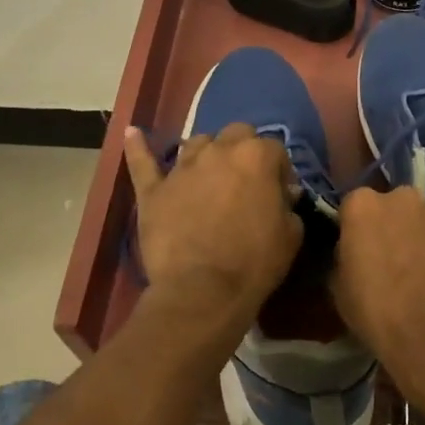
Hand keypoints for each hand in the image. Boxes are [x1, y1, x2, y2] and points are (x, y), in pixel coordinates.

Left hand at [124, 124, 300, 332]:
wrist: (203, 290)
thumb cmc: (254, 262)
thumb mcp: (291, 234)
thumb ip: (287, 205)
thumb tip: (280, 195)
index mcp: (257, 157)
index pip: (275, 148)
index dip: (280, 170)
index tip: (279, 192)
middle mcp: (219, 151)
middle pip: (236, 133)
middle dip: (244, 150)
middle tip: (246, 180)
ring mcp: (182, 168)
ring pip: (196, 142)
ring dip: (207, 153)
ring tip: (209, 175)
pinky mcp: (154, 189)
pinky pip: (142, 162)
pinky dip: (137, 147)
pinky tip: (132, 133)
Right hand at [331, 186, 424, 418]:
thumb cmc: (378, 313)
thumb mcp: (340, 289)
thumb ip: (346, 257)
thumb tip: (356, 252)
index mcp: (364, 206)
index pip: (354, 205)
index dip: (357, 228)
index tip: (360, 249)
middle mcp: (403, 198)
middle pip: (394, 206)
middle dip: (394, 225)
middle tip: (394, 258)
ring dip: (424, 235)